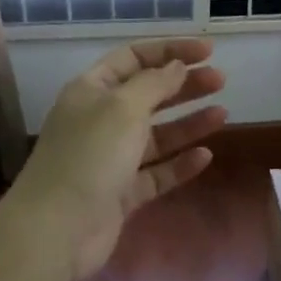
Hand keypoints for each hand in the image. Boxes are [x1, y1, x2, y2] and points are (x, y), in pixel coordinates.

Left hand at [7, 39, 226, 280]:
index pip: (133, 58)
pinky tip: (205, 156)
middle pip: (148, 95)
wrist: (57, 230)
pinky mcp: (122, 193)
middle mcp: (101, 120)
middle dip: (184, 85)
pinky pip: (157, 173)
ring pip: (157, 135)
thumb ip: (155, 84)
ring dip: (188, 123)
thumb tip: (176, 67)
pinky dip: (180, 163)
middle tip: (221, 81)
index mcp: (92, 90)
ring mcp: (111, 159)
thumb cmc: (89, 156)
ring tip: (223, 114)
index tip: (207, 51)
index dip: (170, 51)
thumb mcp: (123, 108)